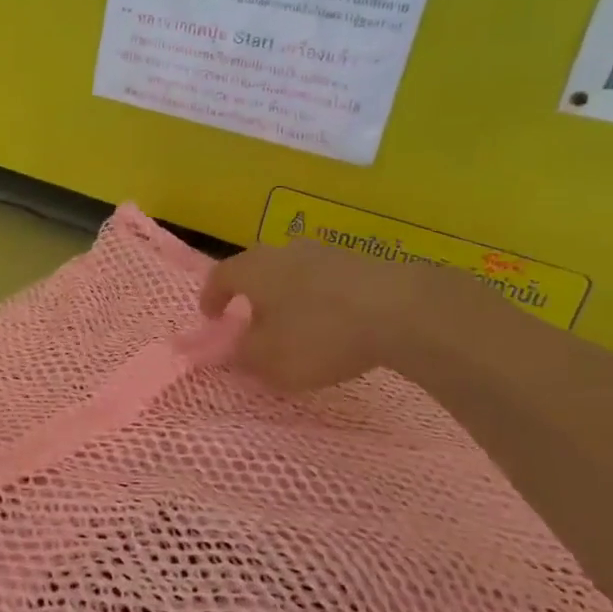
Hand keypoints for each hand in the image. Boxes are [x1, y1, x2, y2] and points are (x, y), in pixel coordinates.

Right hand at [200, 242, 482, 391]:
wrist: (401, 308)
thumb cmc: (319, 334)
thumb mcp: (271, 360)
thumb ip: (244, 355)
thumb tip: (233, 350)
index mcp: (252, 269)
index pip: (219, 276)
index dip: (211, 297)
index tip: (211, 317)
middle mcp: (283, 251)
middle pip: (257, 269)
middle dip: (252, 294)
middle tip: (254, 320)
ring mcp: (325, 251)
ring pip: (294, 271)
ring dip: (289, 294)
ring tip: (297, 323)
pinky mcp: (361, 260)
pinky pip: (327, 278)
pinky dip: (322, 297)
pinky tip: (335, 320)